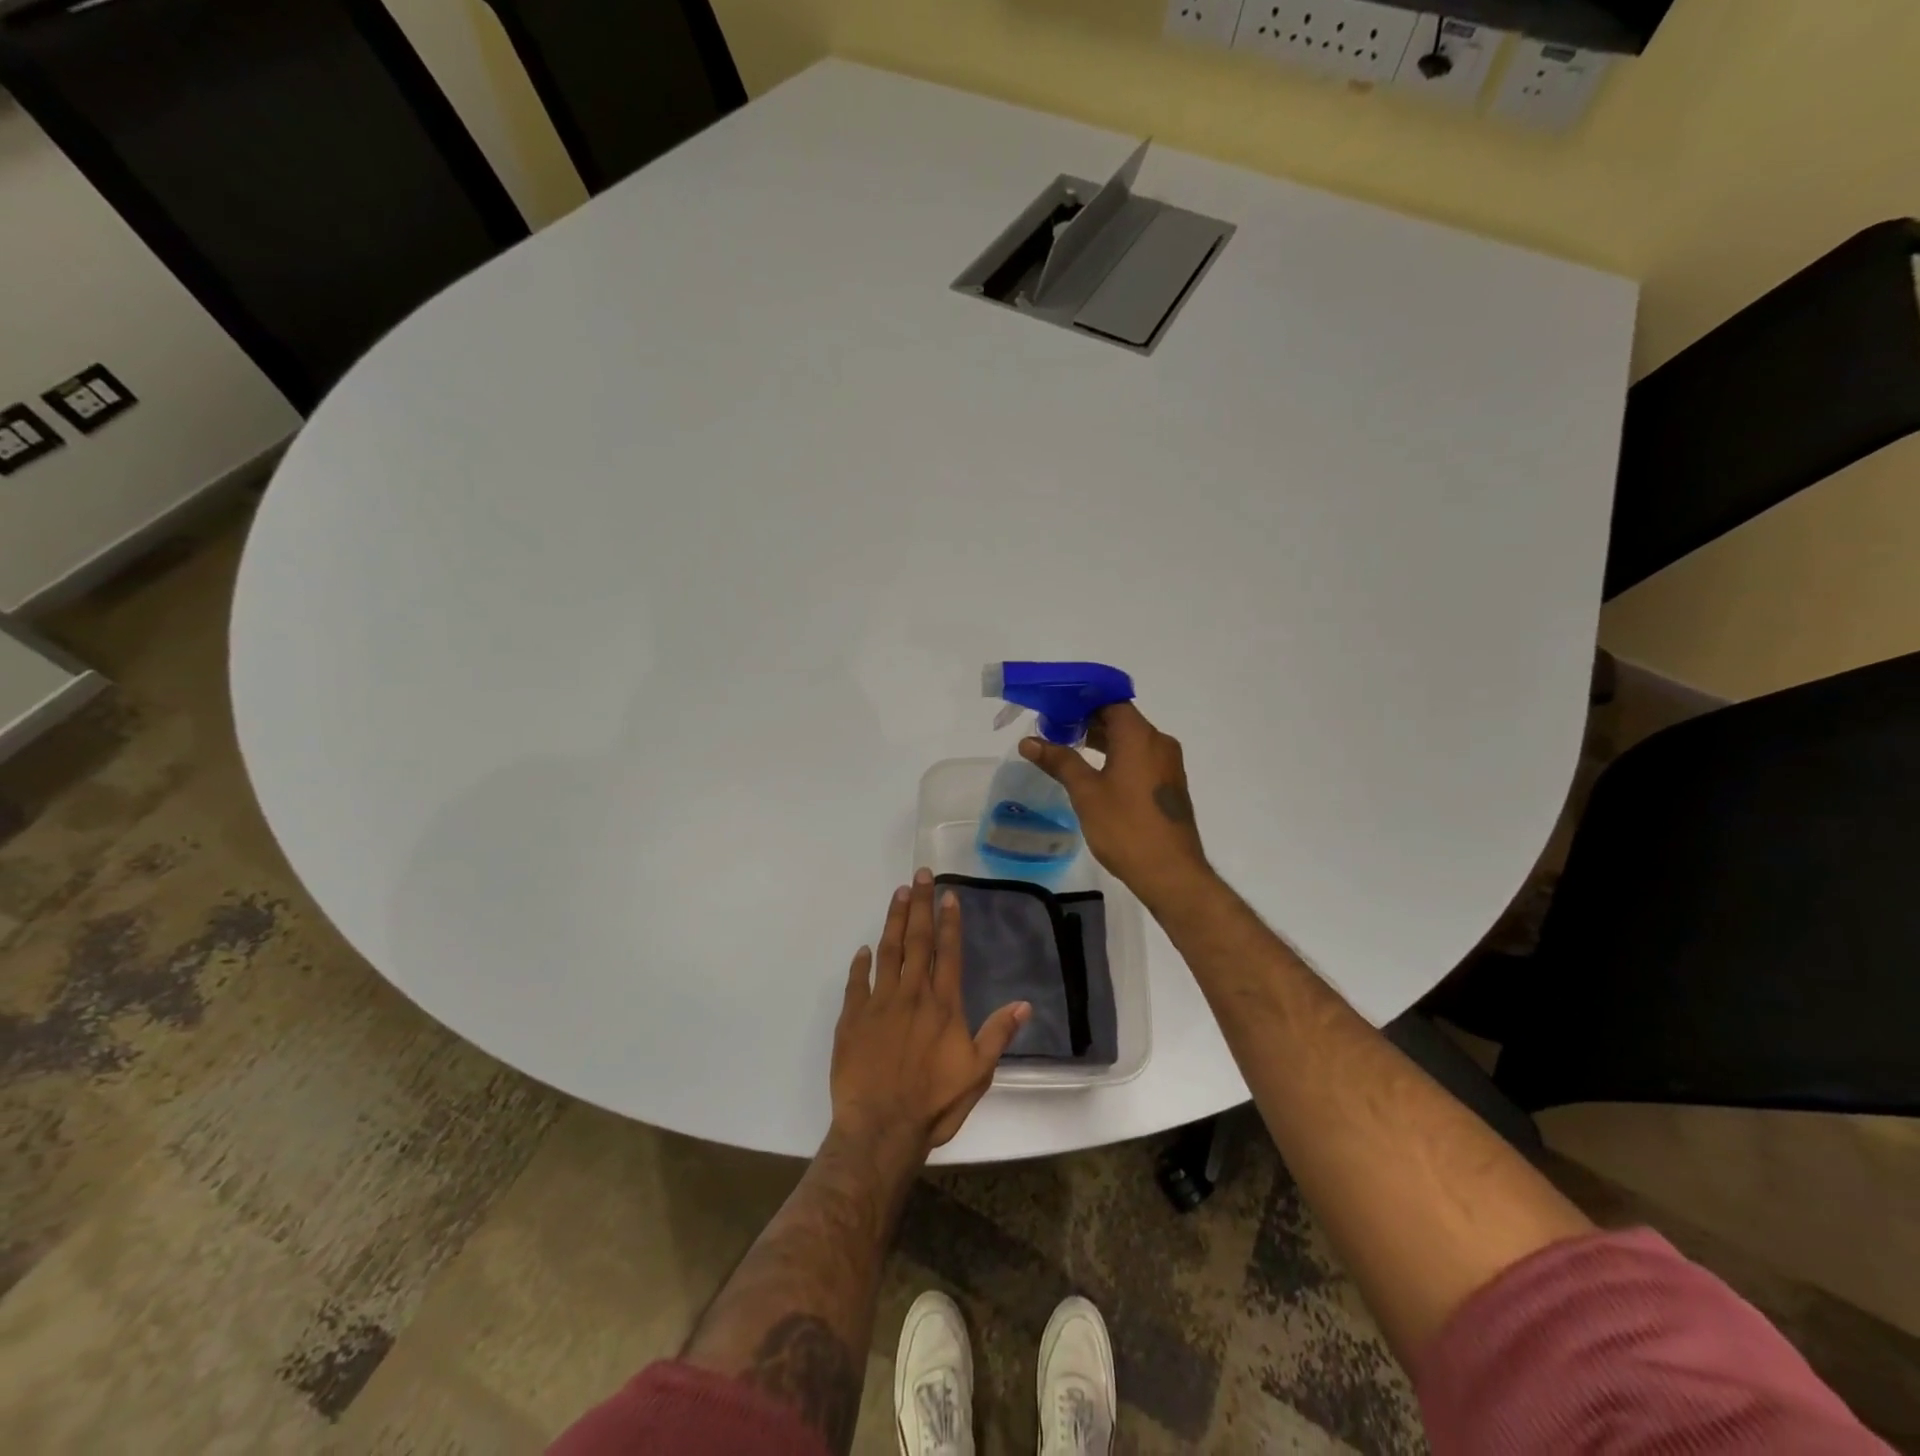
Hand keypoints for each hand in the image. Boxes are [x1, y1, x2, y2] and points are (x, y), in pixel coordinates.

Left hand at [831, 869, 1029, 1160]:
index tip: (948, 894)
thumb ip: (998, 1034)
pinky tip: (863, 949)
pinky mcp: (852, 1018)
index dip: (949, 921)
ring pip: (888, 951)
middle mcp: (912, 994)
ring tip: (898, 894)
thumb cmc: (934, 1103)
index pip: (948, 952)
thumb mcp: (978, 1073)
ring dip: (894, 921)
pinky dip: (860, 963)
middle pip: (917, 941)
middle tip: (920, 875)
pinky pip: (856, 982)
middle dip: (920, 905)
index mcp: (943, 1005)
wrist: (880, 1129)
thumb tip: (1024, 1004)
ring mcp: (879, 1003)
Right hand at [1020, 702, 1212, 912]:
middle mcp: (1159, 742)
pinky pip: (1140, 757)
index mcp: (1140, 736)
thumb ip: (1060, 761)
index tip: (1055, 708)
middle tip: (1054, 729)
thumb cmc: (1125, 827)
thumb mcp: (1086, 792)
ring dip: (1102, 740)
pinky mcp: (1168, 784)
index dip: (1082, 701)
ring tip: (1069, 748)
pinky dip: (1117, 756)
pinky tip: (1095, 772)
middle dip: (1088, 720)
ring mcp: (1167, 764)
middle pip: (1121, 719)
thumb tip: (1029, 741)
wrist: (1170, 872)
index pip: (1110, 701)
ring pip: (1131, 740)